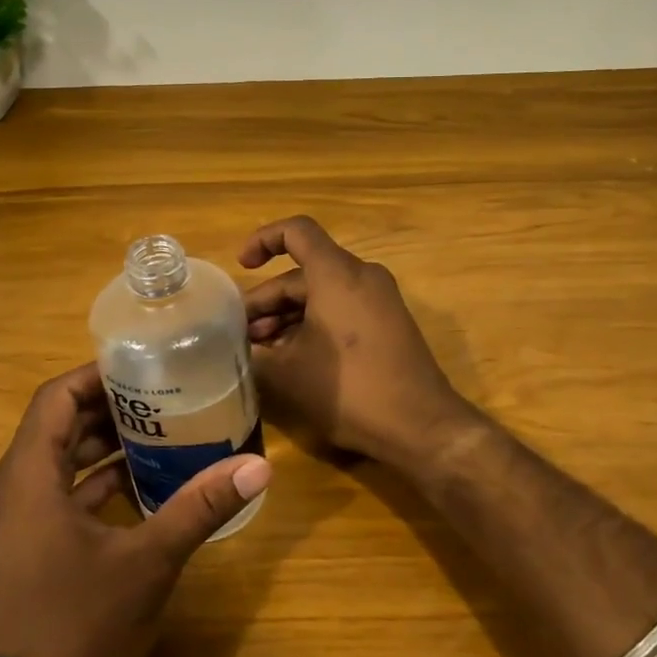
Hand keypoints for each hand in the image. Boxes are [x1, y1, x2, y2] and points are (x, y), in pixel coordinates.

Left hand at [0, 364, 270, 656]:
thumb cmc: (76, 630)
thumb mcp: (147, 565)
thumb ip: (199, 508)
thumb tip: (260, 467)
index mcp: (25, 481)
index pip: (54, 399)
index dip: (96, 376)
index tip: (142, 366)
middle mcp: (1, 494)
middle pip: (53, 429)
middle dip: (106, 412)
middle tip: (161, 399)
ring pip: (49, 466)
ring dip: (97, 451)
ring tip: (155, 438)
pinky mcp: (5, 557)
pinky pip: (44, 500)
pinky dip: (84, 489)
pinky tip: (130, 495)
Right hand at [240, 216, 478, 470]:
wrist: (420, 425)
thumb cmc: (349, 390)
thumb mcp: (287, 375)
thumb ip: (254, 354)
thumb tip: (237, 347)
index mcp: (336, 274)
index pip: (296, 231)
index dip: (263, 240)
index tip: (242, 266)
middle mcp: (362, 276)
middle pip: (305, 272)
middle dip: (269, 299)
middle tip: (242, 334)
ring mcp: (380, 299)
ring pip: (323, 293)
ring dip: (289, 316)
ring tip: (263, 351)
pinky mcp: (390, 323)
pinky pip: (344, 309)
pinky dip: (315, 324)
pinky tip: (295, 358)